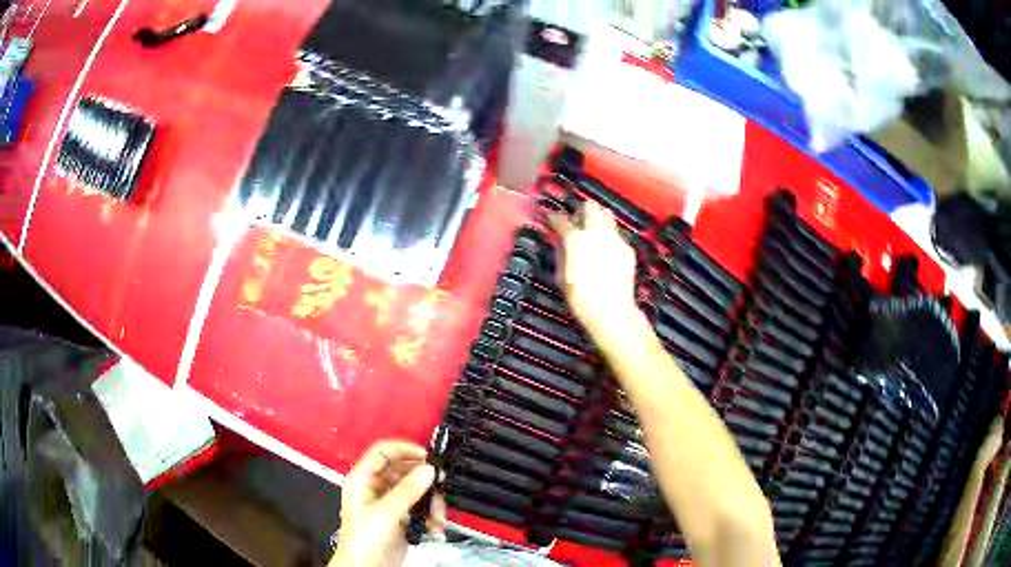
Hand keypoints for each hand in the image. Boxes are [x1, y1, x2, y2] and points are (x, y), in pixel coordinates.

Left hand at [329, 441, 443, 566]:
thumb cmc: (363, 540)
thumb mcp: (386, 512)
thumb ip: (408, 490)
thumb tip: (428, 470)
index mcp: (363, 479)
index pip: (383, 451)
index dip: (405, 449)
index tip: (427, 456)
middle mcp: (375, 488)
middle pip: (403, 471)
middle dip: (423, 479)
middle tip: (439, 483)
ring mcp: (389, 503)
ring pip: (415, 490)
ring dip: (430, 500)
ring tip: (437, 513)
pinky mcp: (401, 518)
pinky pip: (420, 508)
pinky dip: (430, 514)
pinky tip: (434, 524)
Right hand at [549, 201, 639, 337]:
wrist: (611, 311)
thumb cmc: (582, 297)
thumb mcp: (561, 276)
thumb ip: (561, 253)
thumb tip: (561, 243)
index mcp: (576, 239)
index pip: (561, 219)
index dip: (553, 217)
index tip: (551, 219)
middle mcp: (596, 233)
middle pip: (590, 206)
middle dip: (581, 211)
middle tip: (576, 221)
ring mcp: (615, 239)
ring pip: (607, 215)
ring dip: (598, 219)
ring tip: (592, 231)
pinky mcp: (627, 249)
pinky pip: (617, 234)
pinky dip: (609, 236)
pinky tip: (606, 249)